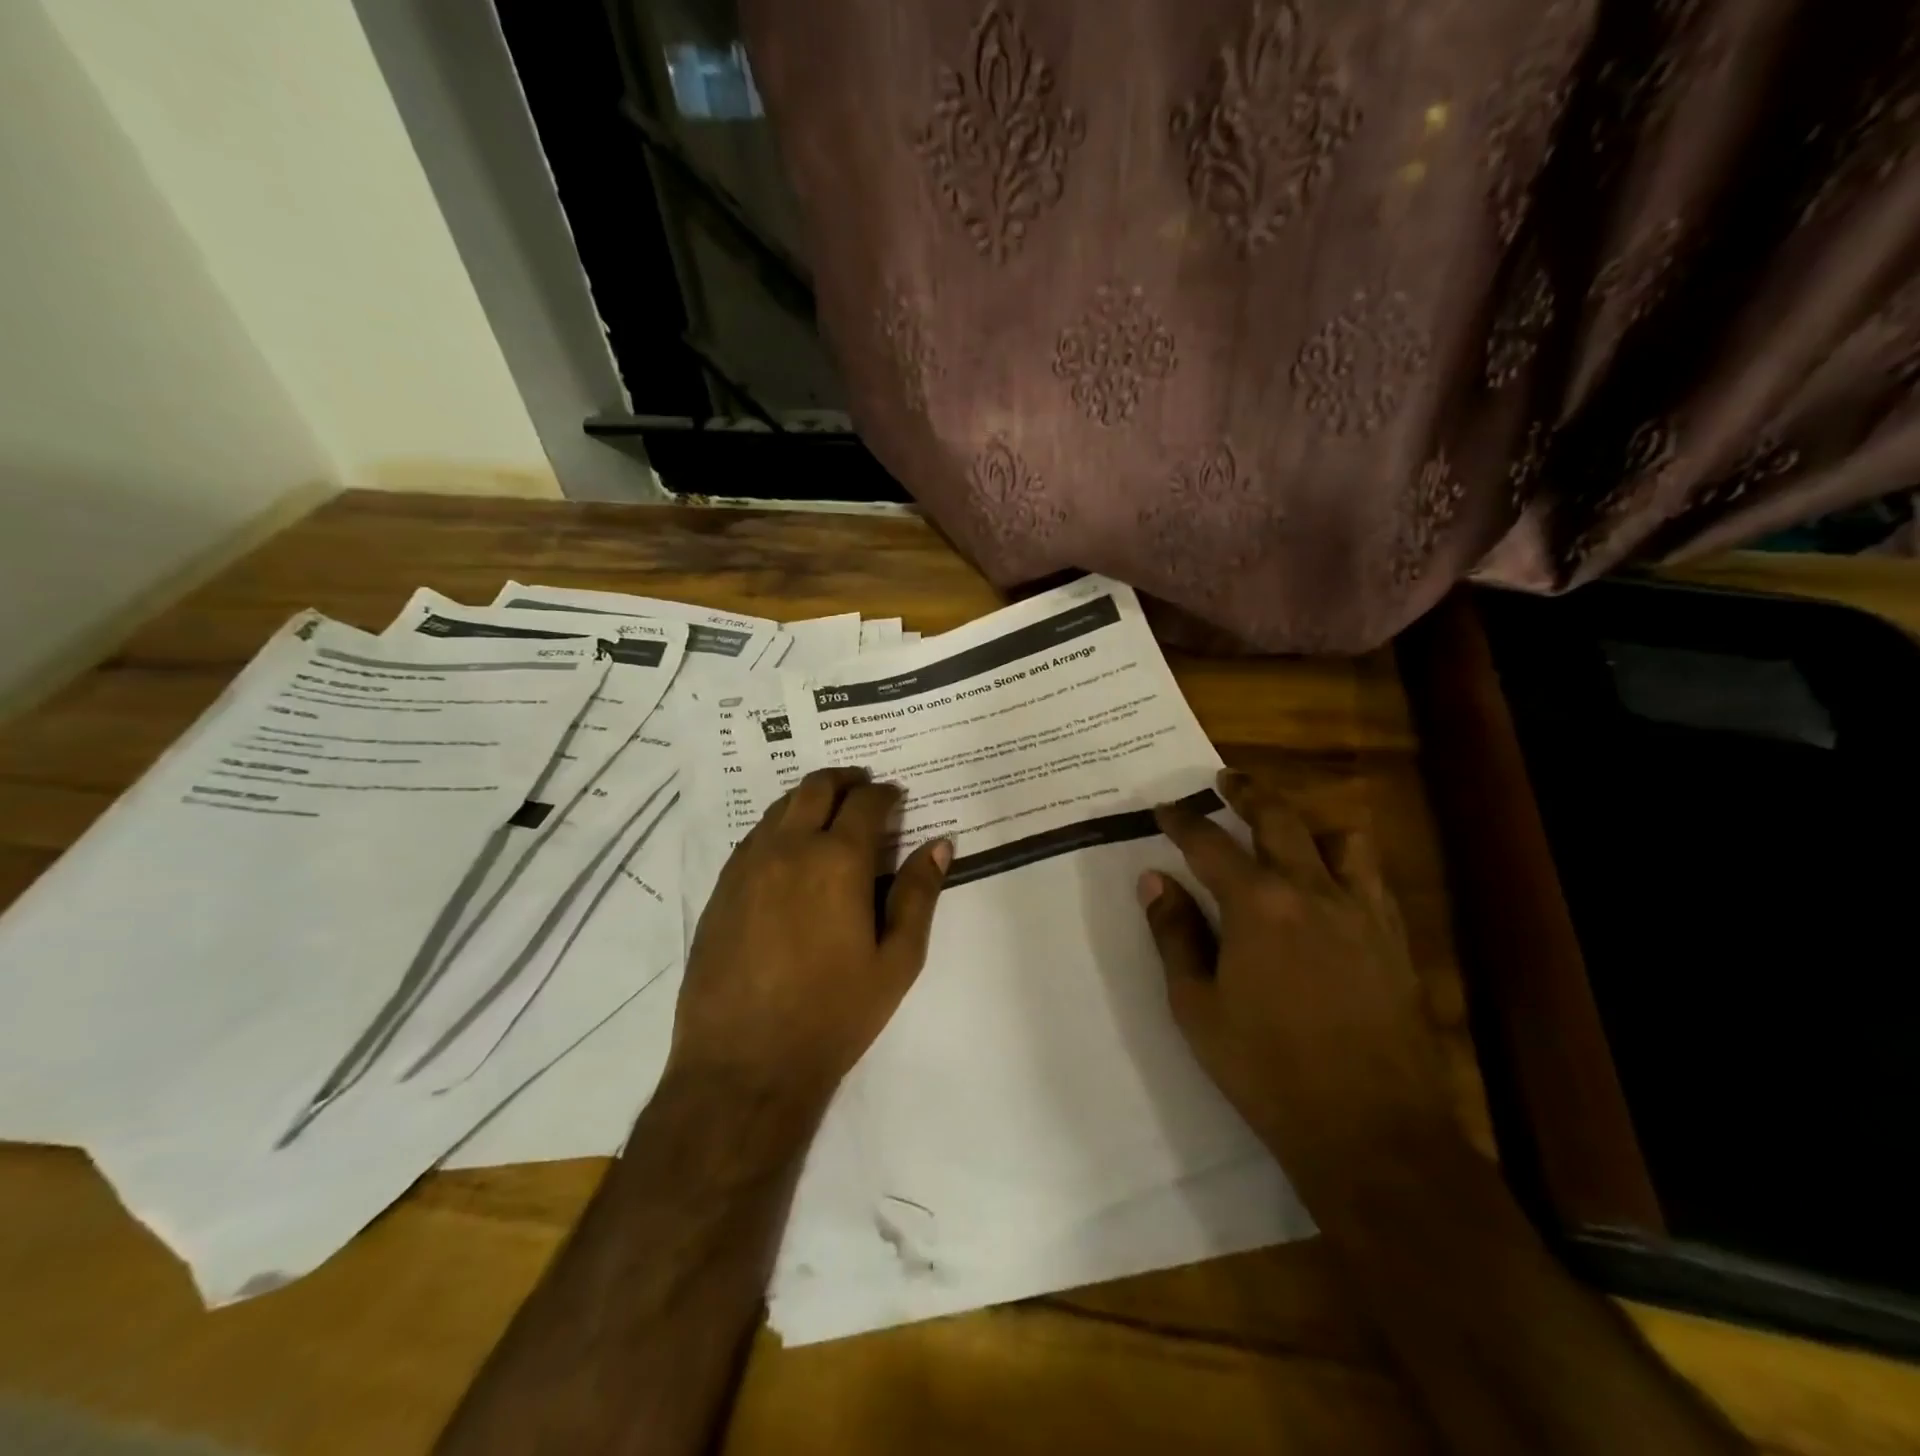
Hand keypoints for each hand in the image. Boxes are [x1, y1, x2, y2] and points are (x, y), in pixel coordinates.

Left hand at [669, 767, 951, 1114]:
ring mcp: (748, 865)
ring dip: (809, 798)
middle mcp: (789, 848)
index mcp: (837, 860)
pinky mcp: (721, 888)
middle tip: (862, 786)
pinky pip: (754, 837)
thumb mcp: (896, 960)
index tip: (896, 796)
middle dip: (845, 780)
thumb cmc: (833, 1014)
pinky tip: (789, 849)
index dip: (885, 793)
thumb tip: (939, 844)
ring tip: (828, 812)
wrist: (745, 1064)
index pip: (865, 803)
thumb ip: (918, 895)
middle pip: (816, 787)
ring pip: (780, 807)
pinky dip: (779, 826)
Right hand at [1141, 769, 1458, 1211]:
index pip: (1210, 844)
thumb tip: (1154, 880)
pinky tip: (1332, 882)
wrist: (1369, 1131)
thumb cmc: (1265, 1069)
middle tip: (1225, 779)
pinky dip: (1346, 861)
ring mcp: (1362, 912)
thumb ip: (1174, 934)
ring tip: (1286, 828)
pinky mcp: (1394, 939)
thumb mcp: (1196, 1005)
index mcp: (1257, 905)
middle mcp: (1312, 891)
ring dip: (1308, 822)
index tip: (1164, 807)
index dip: (1183, 821)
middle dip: (1247, 793)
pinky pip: (1372, 877)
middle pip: (1279, 818)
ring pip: (1340, 838)